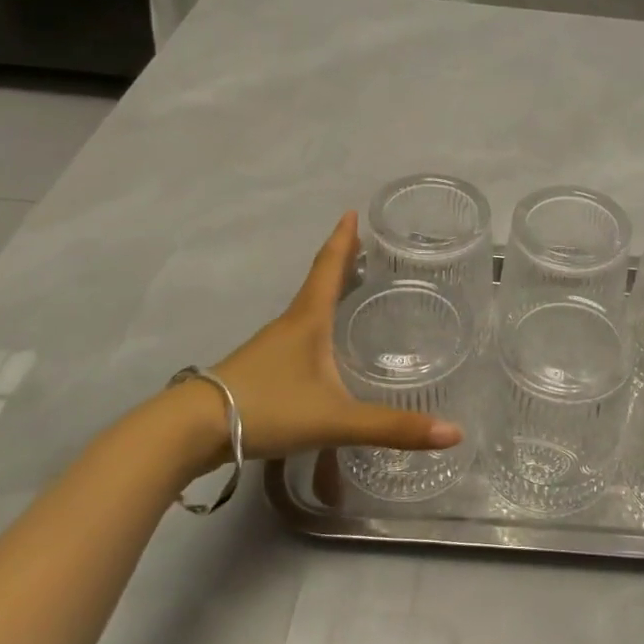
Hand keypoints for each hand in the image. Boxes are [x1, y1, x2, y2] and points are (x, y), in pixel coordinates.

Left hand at [199, 213, 463, 466]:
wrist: (189, 431)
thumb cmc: (267, 408)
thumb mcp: (335, 419)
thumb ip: (392, 428)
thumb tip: (455, 432)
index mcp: (308, 320)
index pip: (329, 268)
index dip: (343, 240)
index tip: (352, 211)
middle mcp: (288, 326)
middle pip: (318, 284)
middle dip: (341, 264)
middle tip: (364, 248)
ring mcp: (269, 348)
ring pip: (305, 312)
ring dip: (327, 296)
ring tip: (350, 294)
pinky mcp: (258, 371)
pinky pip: (295, 339)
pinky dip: (315, 329)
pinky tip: (322, 352)